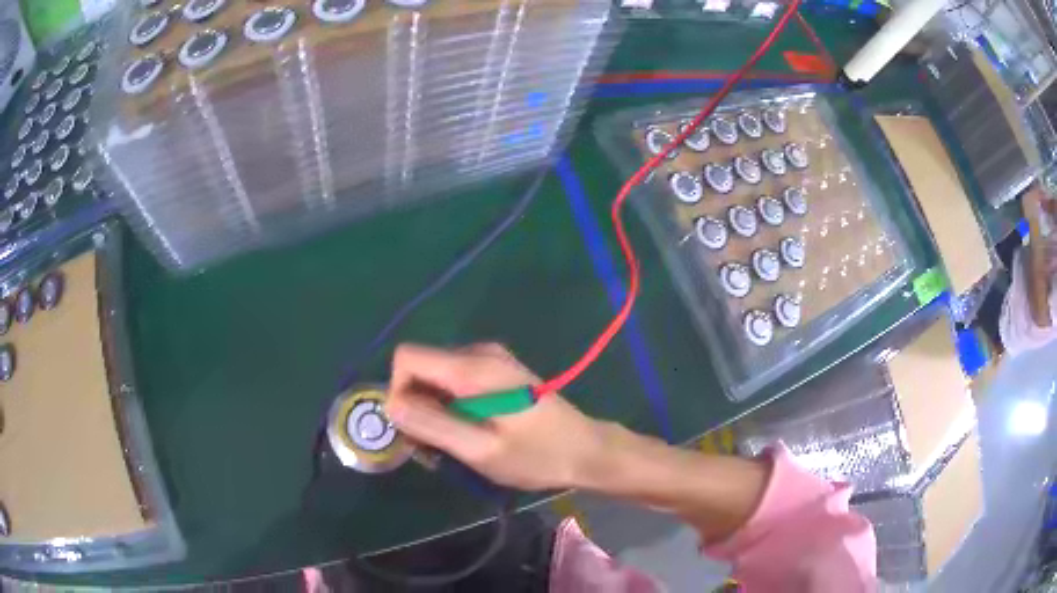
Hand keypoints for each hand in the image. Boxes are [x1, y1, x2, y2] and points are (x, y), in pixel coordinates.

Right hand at [384, 343, 604, 490]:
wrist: (585, 450)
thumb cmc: (536, 455)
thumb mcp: (480, 449)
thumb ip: (432, 425)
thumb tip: (388, 404)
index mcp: (472, 367)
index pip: (406, 357)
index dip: (397, 391)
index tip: (412, 429)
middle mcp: (478, 352)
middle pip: (421, 368)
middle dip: (416, 406)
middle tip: (433, 448)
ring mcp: (490, 359)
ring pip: (436, 377)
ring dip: (433, 411)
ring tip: (454, 446)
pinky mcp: (498, 371)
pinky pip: (456, 382)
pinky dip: (451, 407)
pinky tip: (469, 434)